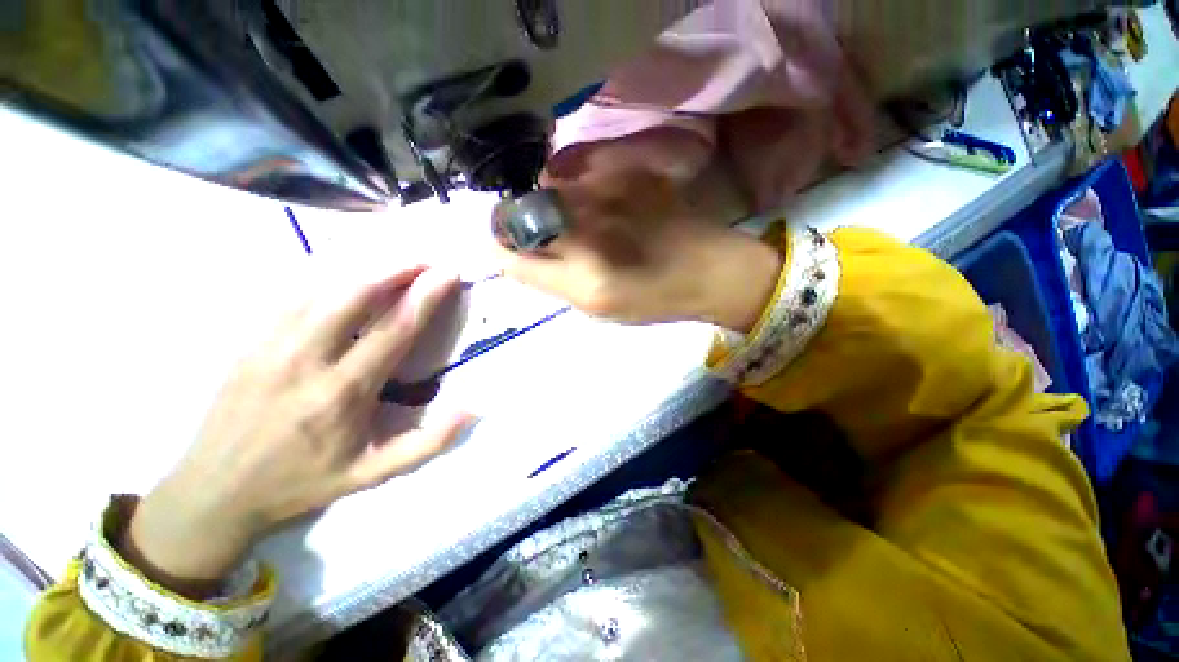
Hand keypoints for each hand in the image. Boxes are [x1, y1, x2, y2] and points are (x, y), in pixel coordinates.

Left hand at [121, 266, 471, 596]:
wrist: (214, 492)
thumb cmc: (302, 483)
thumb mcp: (372, 476)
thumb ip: (427, 444)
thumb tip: (472, 410)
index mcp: (343, 393)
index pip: (394, 331)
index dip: (425, 297)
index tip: (447, 274)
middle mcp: (306, 360)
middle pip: (354, 296)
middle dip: (396, 269)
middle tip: (426, 259)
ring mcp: (270, 346)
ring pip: (322, 288)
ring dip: (364, 269)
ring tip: (396, 261)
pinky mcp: (250, 342)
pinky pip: (292, 296)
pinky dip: (326, 277)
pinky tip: (346, 274)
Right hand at [496, 164, 781, 331]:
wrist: (710, 270)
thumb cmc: (653, 299)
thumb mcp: (596, 307)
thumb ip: (550, 280)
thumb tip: (512, 254)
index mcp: (582, 278)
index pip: (510, 253)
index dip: (502, 246)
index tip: (508, 246)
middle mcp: (588, 229)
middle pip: (523, 212)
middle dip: (519, 221)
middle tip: (537, 232)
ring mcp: (608, 191)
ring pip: (547, 183)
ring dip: (545, 198)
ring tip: (567, 214)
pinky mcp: (629, 169)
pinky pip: (578, 164)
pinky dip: (572, 178)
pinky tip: (589, 195)